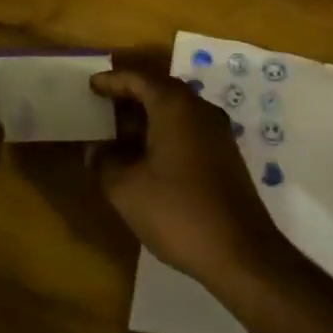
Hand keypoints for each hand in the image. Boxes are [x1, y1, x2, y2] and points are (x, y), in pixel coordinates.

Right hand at [88, 67, 287, 285]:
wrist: (241, 253)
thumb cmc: (178, 212)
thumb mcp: (126, 190)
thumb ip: (104, 163)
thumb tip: (95, 151)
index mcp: (174, 106)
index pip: (138, 78)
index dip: (112, 80)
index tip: (90, 86)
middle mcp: (199, 109)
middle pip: (159, 90)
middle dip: (129, 97)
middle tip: (102, 107)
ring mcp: (217, 132)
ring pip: (175, 111)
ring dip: (147, 118)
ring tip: (118, 135)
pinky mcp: (225, 155)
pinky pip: (188, 129)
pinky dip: (164, 133)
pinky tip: (147, 158)